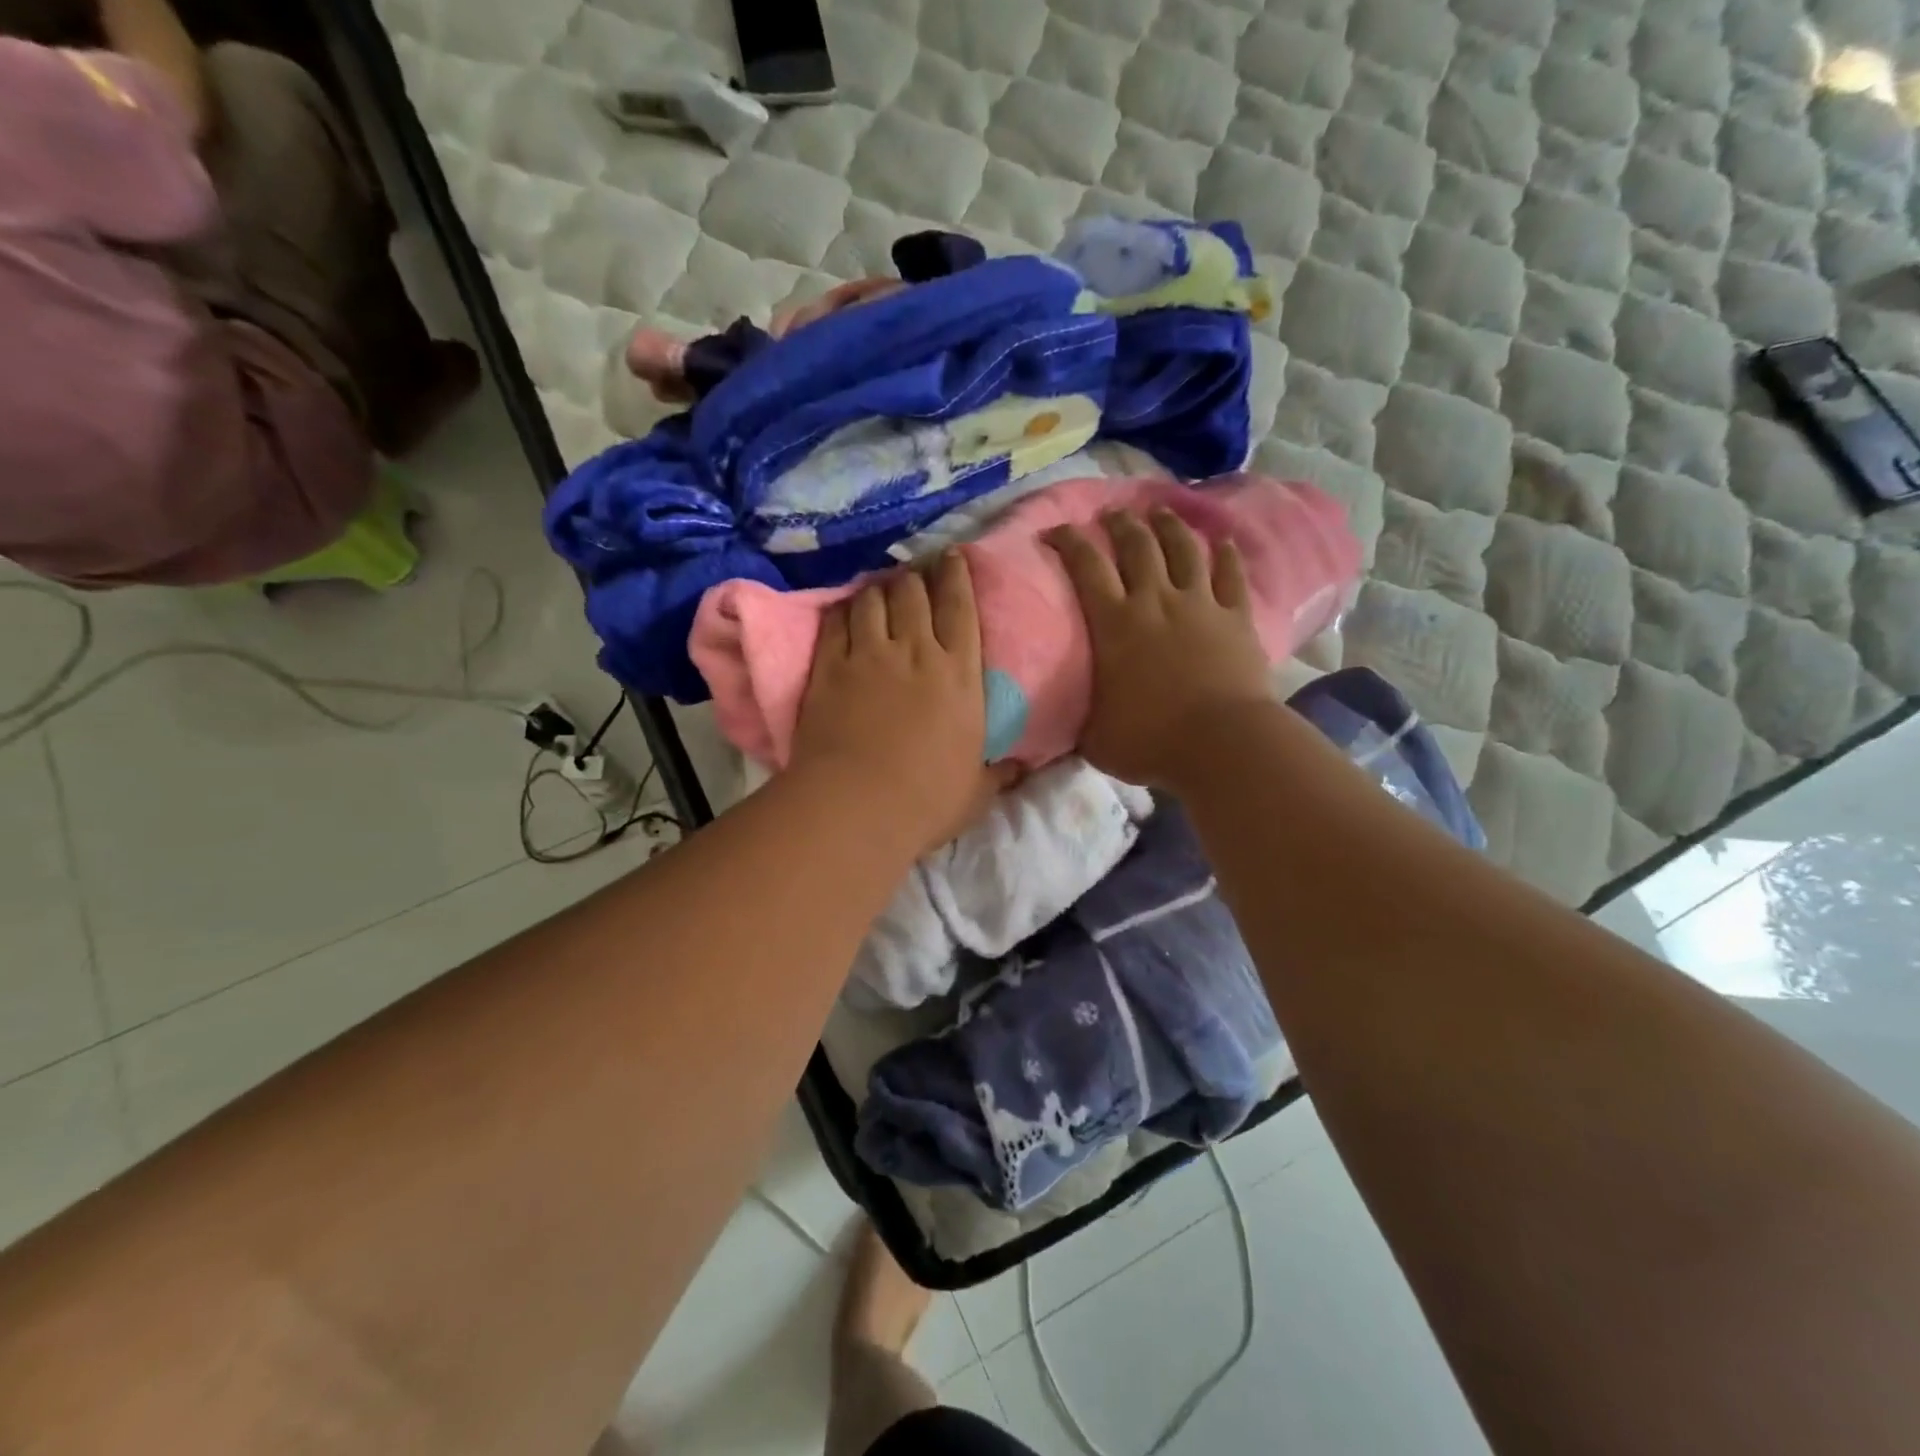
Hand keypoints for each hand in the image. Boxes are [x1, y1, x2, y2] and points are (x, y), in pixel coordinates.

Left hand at [792, 552, 1010, 854]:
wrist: (857, 807)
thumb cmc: (927, 801)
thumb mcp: (976, 791)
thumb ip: (998, 773)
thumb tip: (1022, 769)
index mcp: (959, 674)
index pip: (960, 607)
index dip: (956, 575)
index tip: (953, 557)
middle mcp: (915, 651)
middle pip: (913, 591)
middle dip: (915, 577)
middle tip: (913, 576)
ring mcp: (868, 655)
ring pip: (873, 599)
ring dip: (878, 590)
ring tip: (879, 591)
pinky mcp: (829, 667)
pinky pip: (835, 622)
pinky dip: (842, 611)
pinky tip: (844, 611)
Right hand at [1046, 508, 1272, 787]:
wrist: (1221, 744)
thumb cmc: (1151, 741)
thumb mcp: (1095, 737)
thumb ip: (1080, 720)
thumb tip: (1065, 722)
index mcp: (1114, 624)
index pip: (1086, 567)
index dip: (1070, 541)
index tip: (1057, 530)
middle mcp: (1155, 601)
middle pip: (1137, 546)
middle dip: (1121, 524)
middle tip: (1111, 514)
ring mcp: (1200, 605)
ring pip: (1184, 550)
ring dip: (1170, 527)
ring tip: (1160, 512)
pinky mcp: (1236, 617)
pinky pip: (1231, 576)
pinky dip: (1226, 556)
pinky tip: (1223, 542)